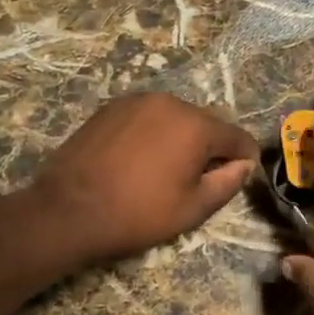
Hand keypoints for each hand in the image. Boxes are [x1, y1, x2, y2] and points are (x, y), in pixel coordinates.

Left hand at [29, 93, 257, 265]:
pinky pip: (147, 118)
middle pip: (205, 123)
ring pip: (175, 118)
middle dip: (210, 148)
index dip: (245, 157)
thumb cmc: (138, 213)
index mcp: (195, 125)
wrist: (68, 210)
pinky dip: (153, 134)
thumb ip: (228, 183)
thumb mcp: (193, 208)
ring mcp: (137, 101)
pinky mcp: (111, 108)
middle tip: (199, 179)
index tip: (242, 175)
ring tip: (166, 170)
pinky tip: (140, 160)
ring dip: (180, 139)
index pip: (236, 136)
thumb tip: (244, 165)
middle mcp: (170, 102)